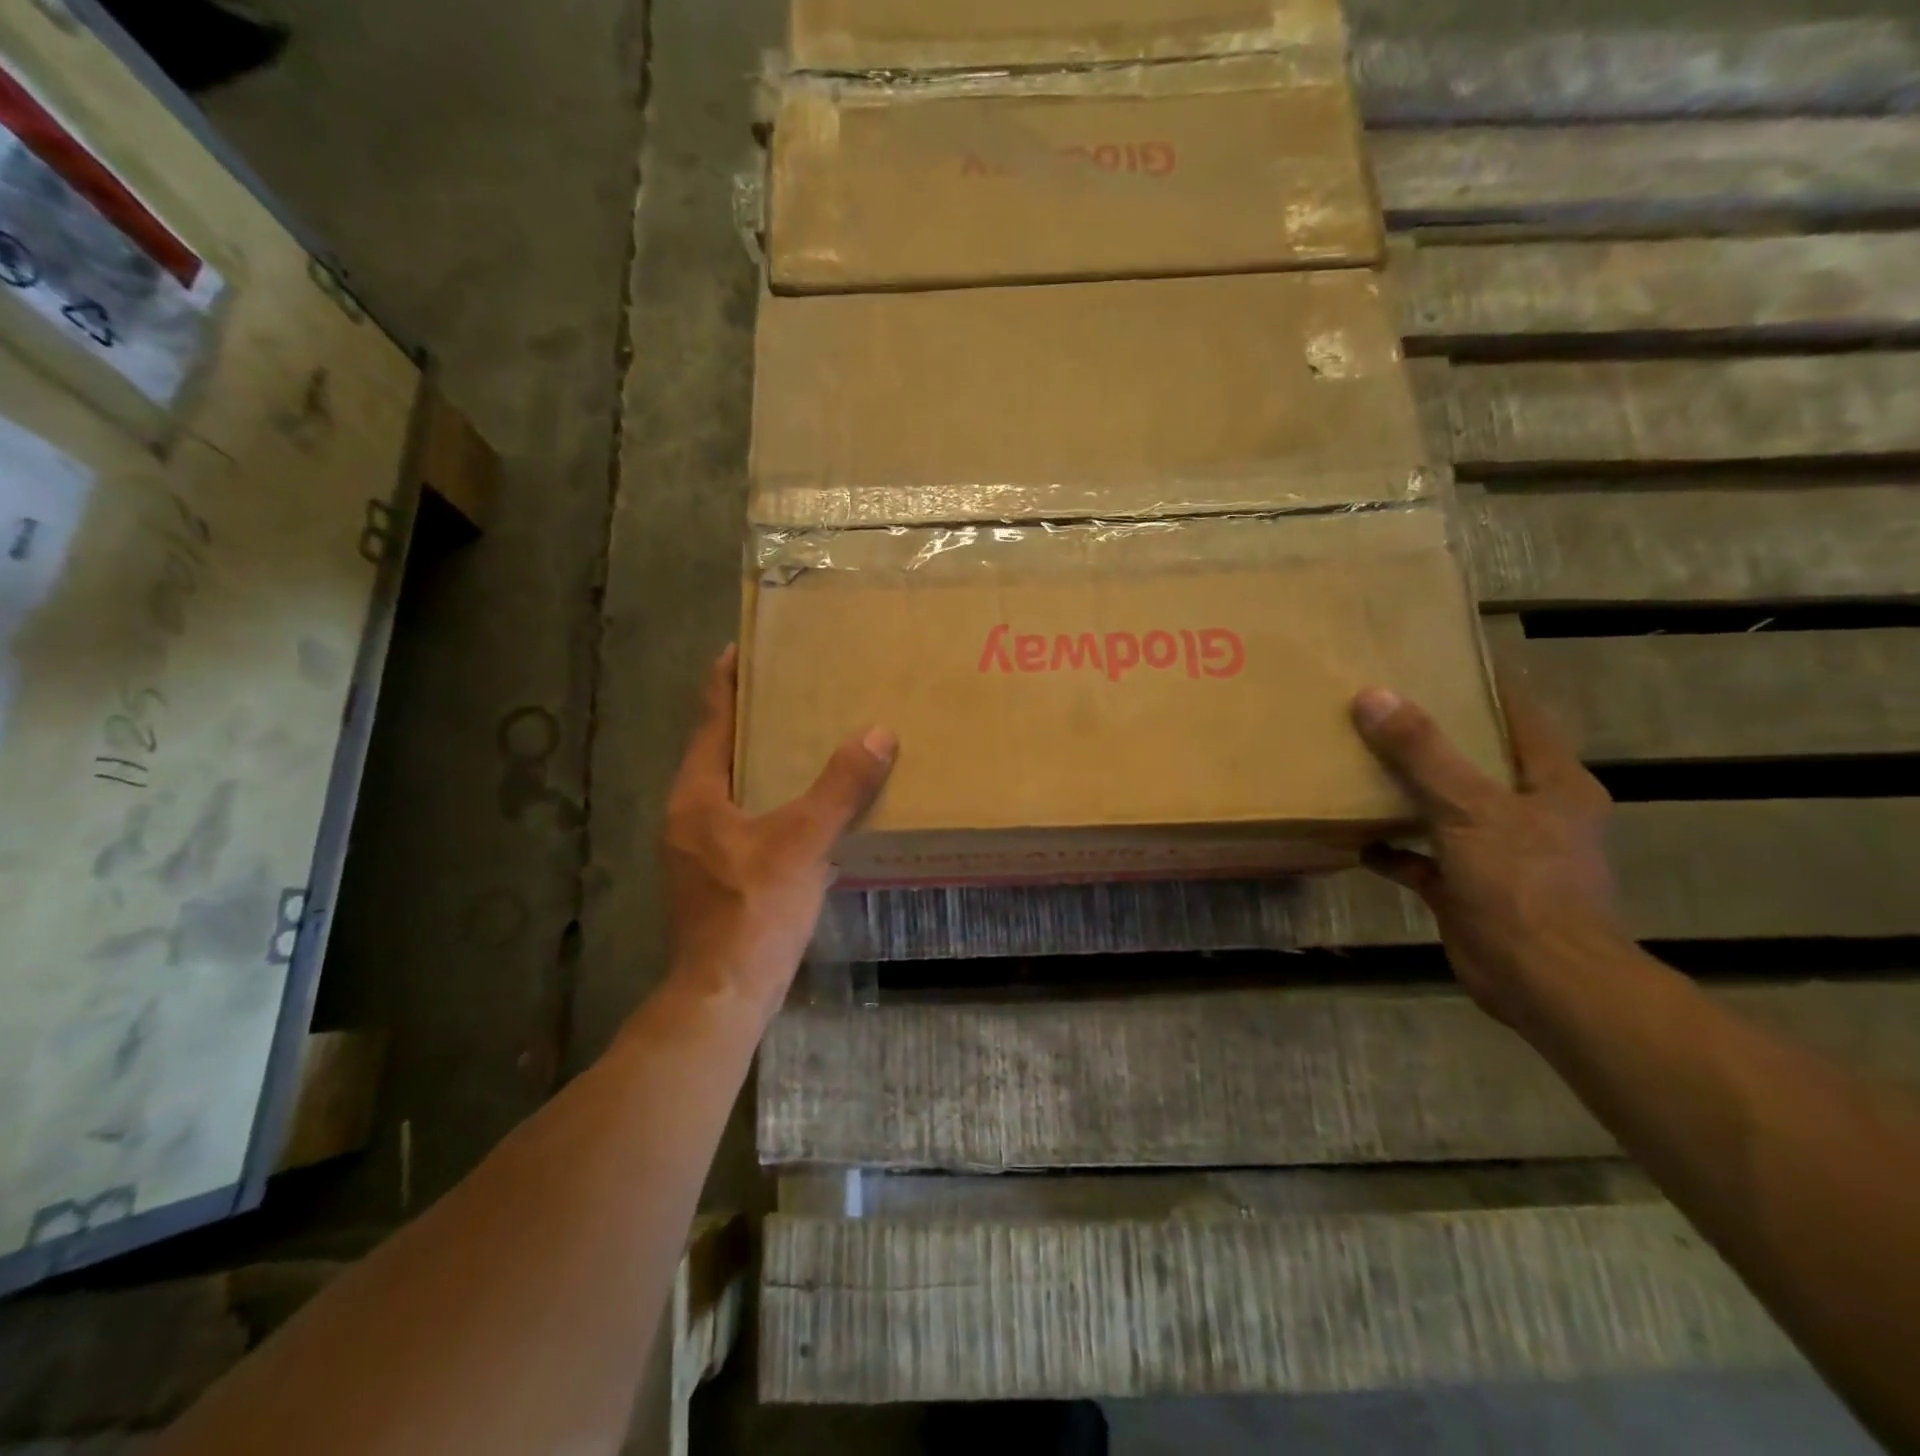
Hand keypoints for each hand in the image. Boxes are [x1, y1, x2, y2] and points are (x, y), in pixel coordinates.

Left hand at [661, 645, 895, 1019]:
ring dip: (760, 766)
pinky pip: (743, 823)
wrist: (724, 994)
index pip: (711, 723)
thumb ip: (840, 787)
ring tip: (800, 744)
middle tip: (787, 692)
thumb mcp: (803, 842)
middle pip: (718, 754)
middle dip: (748, 722)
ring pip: (731, 792)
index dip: (725, 684)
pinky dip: (770, 804)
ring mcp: (698, 852)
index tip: (739, 649)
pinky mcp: (715, 880)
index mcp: (696, 797)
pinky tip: (803, 811)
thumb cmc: (754, 909)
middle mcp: (688, 817)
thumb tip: (878, 734)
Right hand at [1350, 682, 1625, 1027]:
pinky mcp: (1468, 889)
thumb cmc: (1521, 881)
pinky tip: (1358, 839)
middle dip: (1434, 738)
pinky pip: (1422, 859)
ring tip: (1360, 763)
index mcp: (1552, 783)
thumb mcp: (1468, 806)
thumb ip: (1421, 752)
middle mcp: (1530, 813)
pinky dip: (1393, 850)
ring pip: (1447, 809)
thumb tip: (1372, 695)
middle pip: (1478, 761)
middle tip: (1382, 707)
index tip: (1441, 657)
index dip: (1486, 684)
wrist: (1541, 978)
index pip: (1521, 716)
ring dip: (1409, 793)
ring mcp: (1498, 853)